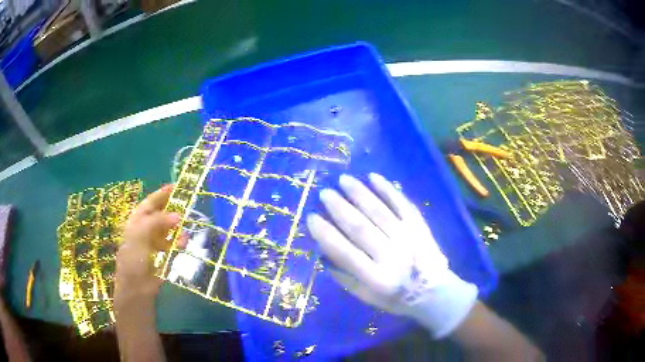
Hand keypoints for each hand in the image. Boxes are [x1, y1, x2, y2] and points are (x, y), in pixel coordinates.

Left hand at [115, 185, 180, 302]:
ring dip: (177, 226)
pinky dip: (179, 241)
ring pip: (168, 229)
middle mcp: (146, 229)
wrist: (137, 286)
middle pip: (160, 215)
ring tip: (186, 223)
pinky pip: (173, 244)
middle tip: (186, 203)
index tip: (175, 186)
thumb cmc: (134, 257)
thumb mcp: (141, 234)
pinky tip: (185, 241)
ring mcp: (154, 242)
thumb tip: (179, 215)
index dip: (161, 194)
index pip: (149, 203)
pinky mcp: (163, 255)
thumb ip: (158, 222)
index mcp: (137, 221)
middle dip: (172, 209)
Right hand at [307, 173, 477, 338]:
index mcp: (376, 278)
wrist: (434, 292)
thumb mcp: (367, 297)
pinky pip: (402, 204)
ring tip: (344, 180)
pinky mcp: (420, 227)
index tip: (311, 217)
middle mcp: (392, 256)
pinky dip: (388, 190)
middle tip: (325, 193)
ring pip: (380, 211)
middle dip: (340, 208)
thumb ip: (345, 277)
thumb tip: (324, 252)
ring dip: (360, 193)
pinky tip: (374, 177)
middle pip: (361, 228)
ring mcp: (408, 238)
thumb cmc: (396, 298)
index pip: (345, 253)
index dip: (326, 234)